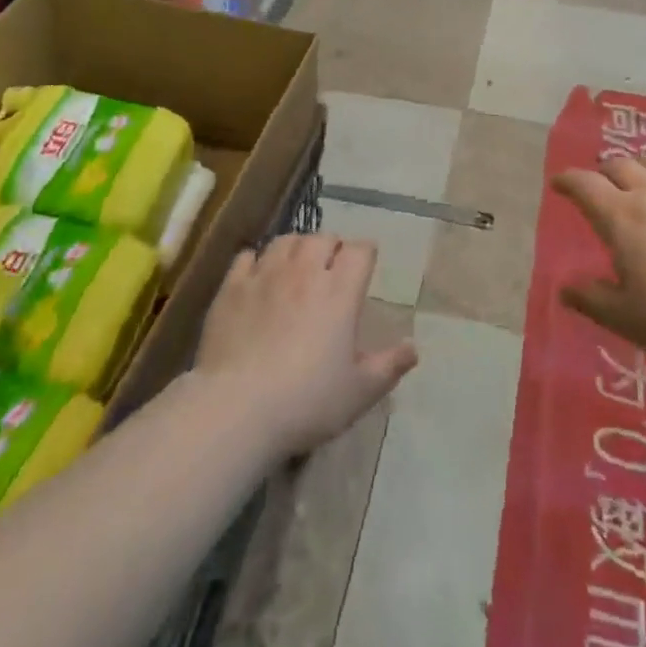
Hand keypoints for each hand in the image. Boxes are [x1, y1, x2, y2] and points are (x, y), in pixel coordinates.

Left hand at [196, 234, 418, 456]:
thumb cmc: (306, 401)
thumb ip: (389, 366)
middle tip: (332, 268)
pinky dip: (257, 260)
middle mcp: (304, 272)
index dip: (365, 254)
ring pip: (286, 240)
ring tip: (297, 265)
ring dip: (297, 247)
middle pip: (323, 238)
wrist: (237, 408)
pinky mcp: (232, 287)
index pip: (360, 250)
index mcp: (340, 292)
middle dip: (332, 247)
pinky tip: (257, 276)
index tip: (366, 266)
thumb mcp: (359, 392)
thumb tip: (414, 347)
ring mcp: (265, 275)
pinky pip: (247, 256)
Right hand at [556, 154, 645, 362]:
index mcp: (620, 217)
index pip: (585, 185)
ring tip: (641, 171)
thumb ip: (592, 300)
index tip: (558, 183)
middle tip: (600, 179)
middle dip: (605, 168)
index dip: (568, 180)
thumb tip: (565, 289)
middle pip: (622, 165)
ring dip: (645, 164)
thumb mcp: (625, 317)